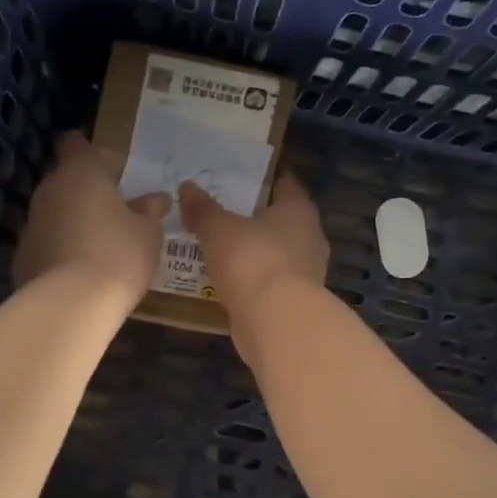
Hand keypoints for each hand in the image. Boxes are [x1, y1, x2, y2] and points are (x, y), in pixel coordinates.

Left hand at [14, 132, 170, 307]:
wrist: (71, 304)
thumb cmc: (118, 255)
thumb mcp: (148, 233)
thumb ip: (150, 210)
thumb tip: (157, 198)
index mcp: (80, 174)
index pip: (75, 144)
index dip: (89, 151)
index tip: (106, 164)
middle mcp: (49, 191)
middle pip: (64, 179)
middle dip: (84, 190)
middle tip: (111, 208)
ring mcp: (31, 224)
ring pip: (53, 212)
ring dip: (71, 220)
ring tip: (96, 242)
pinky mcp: (22, 256)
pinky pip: (46, 243)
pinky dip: (59, 249)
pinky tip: (78, 270)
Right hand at [178, 174, 329, 364]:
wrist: (276, 323)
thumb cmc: (253, 261)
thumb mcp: (218, 229)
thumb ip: (203, 209)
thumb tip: (187, 187)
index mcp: (299, 210)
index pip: (285, 183)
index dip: (263, 176)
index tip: (239, 174)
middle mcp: (309, 238)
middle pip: (280, 219)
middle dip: (253, 215)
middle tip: (220, 209)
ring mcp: (305, 273)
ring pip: (274, 252)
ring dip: (251, 249)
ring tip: (218, 245)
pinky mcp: (293, 302)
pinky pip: (268, 281)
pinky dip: (250, 278)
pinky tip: (226, 279)